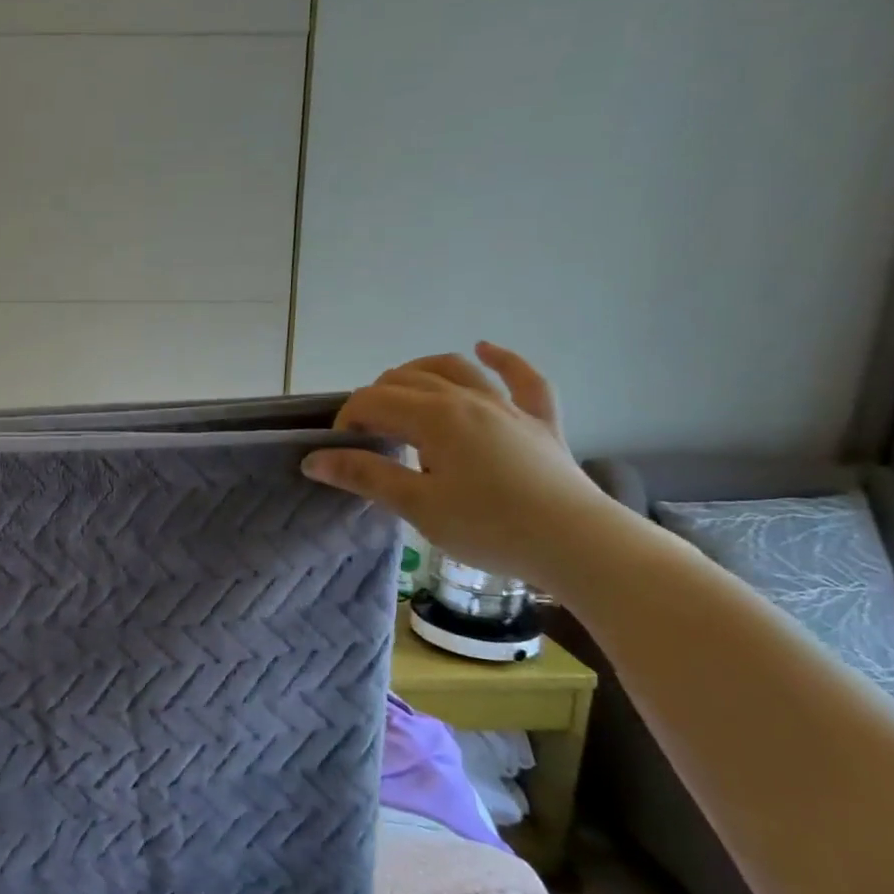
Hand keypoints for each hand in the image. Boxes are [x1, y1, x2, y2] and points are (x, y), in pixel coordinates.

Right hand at [300, 343, 627, 593]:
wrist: (579, 545)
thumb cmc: (489, 527)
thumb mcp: (417, 505)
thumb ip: (365, 475)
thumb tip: (314, 459)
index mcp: (434, 417)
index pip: (373, 401)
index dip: (347, 421)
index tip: (340, 455)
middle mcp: (468, 399)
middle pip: (407, 380)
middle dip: (375, 400)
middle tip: (366, 438)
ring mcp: (508, 407)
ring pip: (456, 369)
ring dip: (420, 372)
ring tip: (400, 389)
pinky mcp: (540, 422)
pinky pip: (524, 380)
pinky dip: (503, 360)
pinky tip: (485, 348)